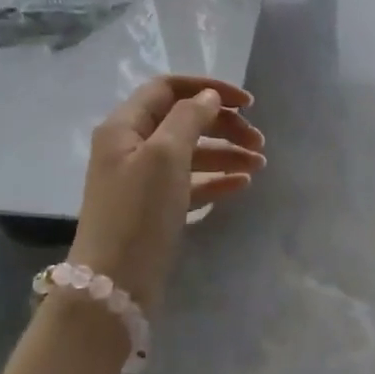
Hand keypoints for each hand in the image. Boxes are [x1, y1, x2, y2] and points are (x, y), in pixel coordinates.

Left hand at [67, 76, 264, 313]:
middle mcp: (131, 147)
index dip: (208, 89)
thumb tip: (208, 97)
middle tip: (258, 141)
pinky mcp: (155, 208)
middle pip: (183, 120)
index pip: (168, 89)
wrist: (113, 285)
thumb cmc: (138, 212)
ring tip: (260, 164)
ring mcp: (143, 180)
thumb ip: (188, 118)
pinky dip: (216, 179)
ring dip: (226, 153)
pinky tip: (243, 184)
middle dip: (223, 125)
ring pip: (191, 153)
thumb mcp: (165, 156)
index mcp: (125, 126)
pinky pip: (190, 183)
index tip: (247, 104)